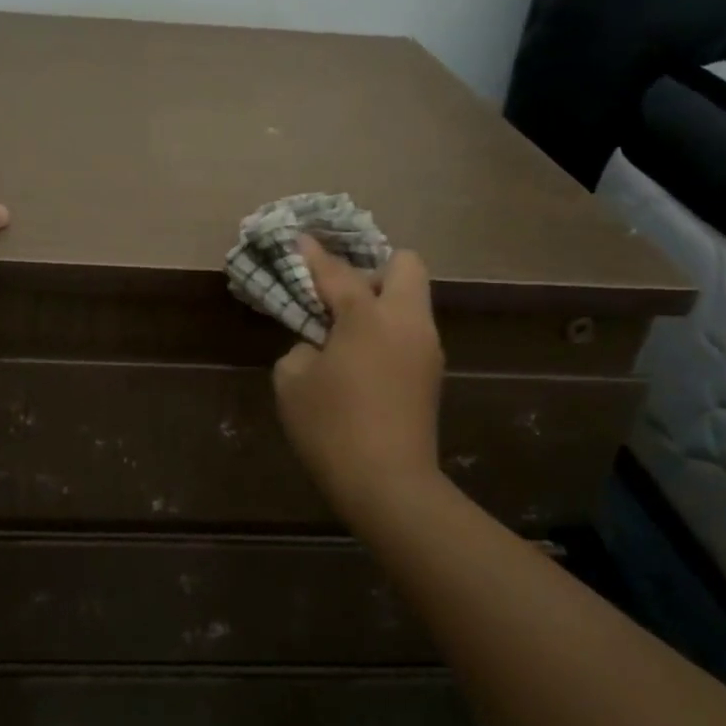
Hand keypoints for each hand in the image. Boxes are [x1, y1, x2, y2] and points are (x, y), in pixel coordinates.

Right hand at [273, 235, 445, 518]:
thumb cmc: (332, 428)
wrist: (389, 486)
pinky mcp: (432, 374)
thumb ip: (302, 348)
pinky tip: (362, 357)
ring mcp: (426, 347)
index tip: (299, 239)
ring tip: (346, 328)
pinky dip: (388, 329)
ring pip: (412, 299)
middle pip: (405, 265)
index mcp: (369, 317)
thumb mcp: (293, 382)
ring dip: (381, 300)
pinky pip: (410, 330)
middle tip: (339, 294)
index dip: (314, 255)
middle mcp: (407, 322)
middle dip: (372, 268)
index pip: (338, 272)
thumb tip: (320, 346)